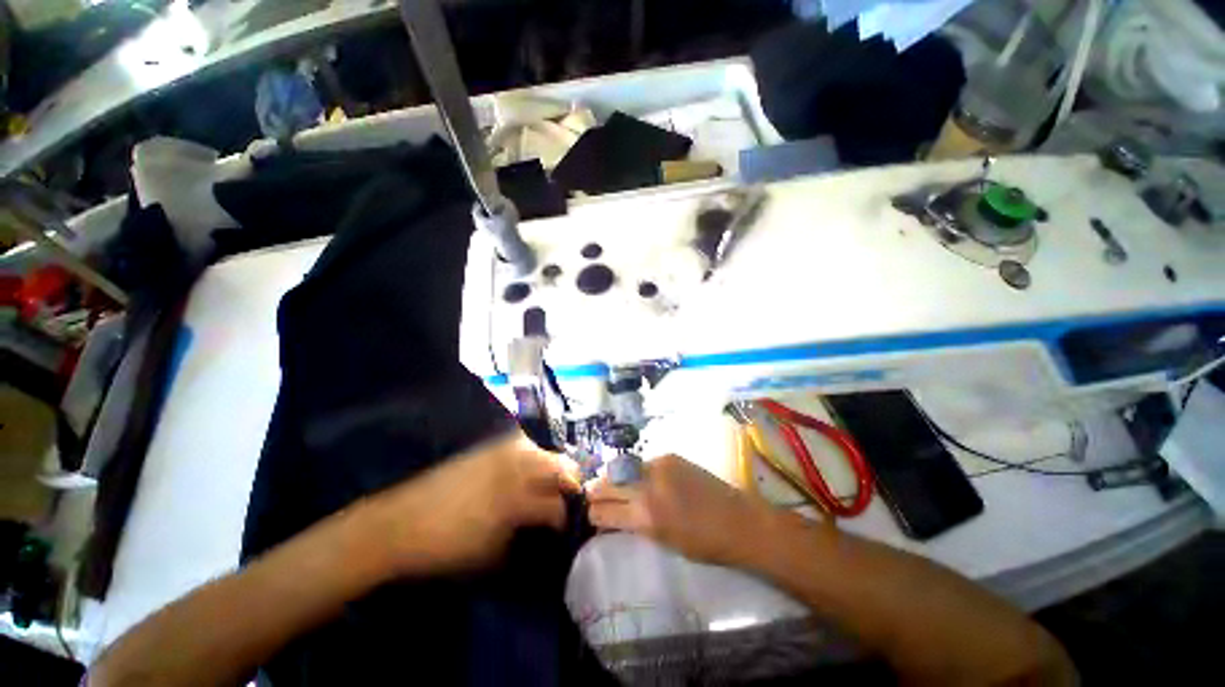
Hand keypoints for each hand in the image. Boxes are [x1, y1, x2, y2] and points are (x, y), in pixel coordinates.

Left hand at [365, 431, 579, 575]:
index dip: (565, 519)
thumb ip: (526, 538)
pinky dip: (532, 458)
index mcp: (517, 499)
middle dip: (570, 484)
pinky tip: (525, 474)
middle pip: (561, 465)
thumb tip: (545, 531)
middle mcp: (516, 467)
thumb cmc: (445, 548)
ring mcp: (502, 452)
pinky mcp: (489, 448)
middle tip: (566, 500)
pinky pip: (523, 446)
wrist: (398, 524)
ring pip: (544, 451)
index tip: (565, 529)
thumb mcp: (491, 554)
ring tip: (547, 486)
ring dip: (552, 469)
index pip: (556, 505)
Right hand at [586, 454, 773, 566]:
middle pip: (606, 484)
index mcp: (644, 517)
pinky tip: (641, 480)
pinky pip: (642, 463)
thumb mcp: (662, 542)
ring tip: (614, 487)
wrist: (738, 520)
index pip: (602, 511)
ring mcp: (658, 467)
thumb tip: (611, 517)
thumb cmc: (703, 545)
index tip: (593, 517)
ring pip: (621, 469)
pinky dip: (636, 472)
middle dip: (596, 492)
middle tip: (593, 498)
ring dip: (614, 479)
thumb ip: (633, 526)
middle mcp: (646, 487)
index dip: (593, 515)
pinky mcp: (669, 456)